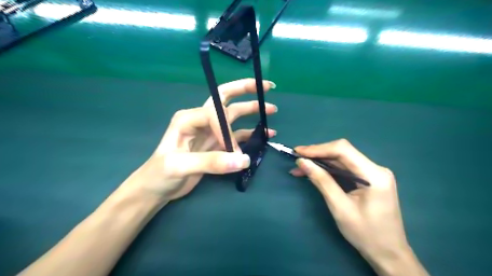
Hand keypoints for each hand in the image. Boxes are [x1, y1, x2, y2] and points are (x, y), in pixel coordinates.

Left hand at [124, 79, 275, 200]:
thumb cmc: (160, 174)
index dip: (227, 131)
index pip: (215, 114)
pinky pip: (237, 135)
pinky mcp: (216, 144)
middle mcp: (201, 120)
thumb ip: (211, 162)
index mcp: (188, 118)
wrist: (157, 188)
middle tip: (266, 87)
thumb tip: (244, 160)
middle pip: (225, 98)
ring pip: (234, 116)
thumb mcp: (180, 166)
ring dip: (252, 111)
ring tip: (271, 109)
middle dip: (245, 90)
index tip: (233, 151)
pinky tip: (265, 134)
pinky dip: (251, 133)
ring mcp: (210, 132)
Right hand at [291, 140, 426, 275]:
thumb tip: (302, 162)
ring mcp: (373, 173)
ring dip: (320, 162)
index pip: (343, 150)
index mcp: (374, 174)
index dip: (318, 149)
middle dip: (317, 154)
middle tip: (297, 159)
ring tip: (300, 167)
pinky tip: (314, 172)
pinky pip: (345, 169)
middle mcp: (375, 168)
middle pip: (342, 152)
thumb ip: (322, 181)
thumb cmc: (365, 234)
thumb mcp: (339, 207)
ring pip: (341, 160)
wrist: (388, 253)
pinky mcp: (368, 179)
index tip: (298, 152)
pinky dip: (328, 170)